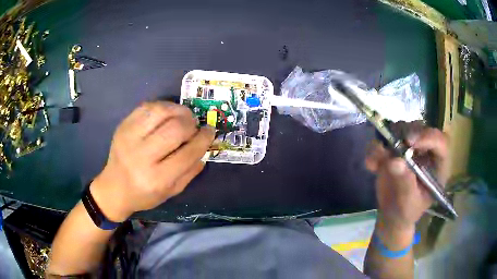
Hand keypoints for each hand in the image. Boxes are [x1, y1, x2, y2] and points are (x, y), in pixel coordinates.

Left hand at [89, 102, 214, 221]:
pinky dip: (162, 106)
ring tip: (183, 116)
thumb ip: (190, 171)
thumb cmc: (144, 194)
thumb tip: (204, 147)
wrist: (113, 188)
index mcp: (157, 179)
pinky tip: (167, 113)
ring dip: (178, 110)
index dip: (204, 139)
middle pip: (175, 129)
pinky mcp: (122, 126)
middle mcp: (141, 157)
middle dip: (191, 123)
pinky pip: (146, 107)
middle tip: (194, 126)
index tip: (210, 131)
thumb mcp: (171, 192)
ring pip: (161, 112)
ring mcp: (129, 138)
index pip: (188, 153)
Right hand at [365, 123, 448, 231]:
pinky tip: (371, 166)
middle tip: (392, 144)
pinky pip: (383, 140)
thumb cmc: (407, 211)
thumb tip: (395, 161)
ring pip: (400, 129)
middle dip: (405, 133)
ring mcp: (409, 148)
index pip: (439, 142)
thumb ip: (405, 183)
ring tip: (378, 160)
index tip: (409, 142)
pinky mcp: (393, 149)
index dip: (427, 137)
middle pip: (419, 128)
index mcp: (437, 164)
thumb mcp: (409, 203)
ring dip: (387, 139)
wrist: (392, 214)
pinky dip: (374, 150)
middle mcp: (425, 150)